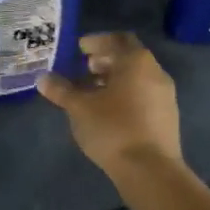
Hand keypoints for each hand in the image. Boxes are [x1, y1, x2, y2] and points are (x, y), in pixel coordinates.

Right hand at [37, 32, 182, 175]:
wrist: (151, 170)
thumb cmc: (113, 128)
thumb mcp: (79, 108)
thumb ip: (61, 90)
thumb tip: (43, 79)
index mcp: (136, 62)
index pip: (117, 39)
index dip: (97, 41)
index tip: (79, 49)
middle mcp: (155, 73)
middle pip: (129, 58)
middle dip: (105, 60)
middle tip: (83, 68)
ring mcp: (165, 96)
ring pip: (137, 78)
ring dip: (114, 80)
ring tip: (91, 91)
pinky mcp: (167, 118)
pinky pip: (143, 96)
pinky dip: (125, 95)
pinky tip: (107, 112)